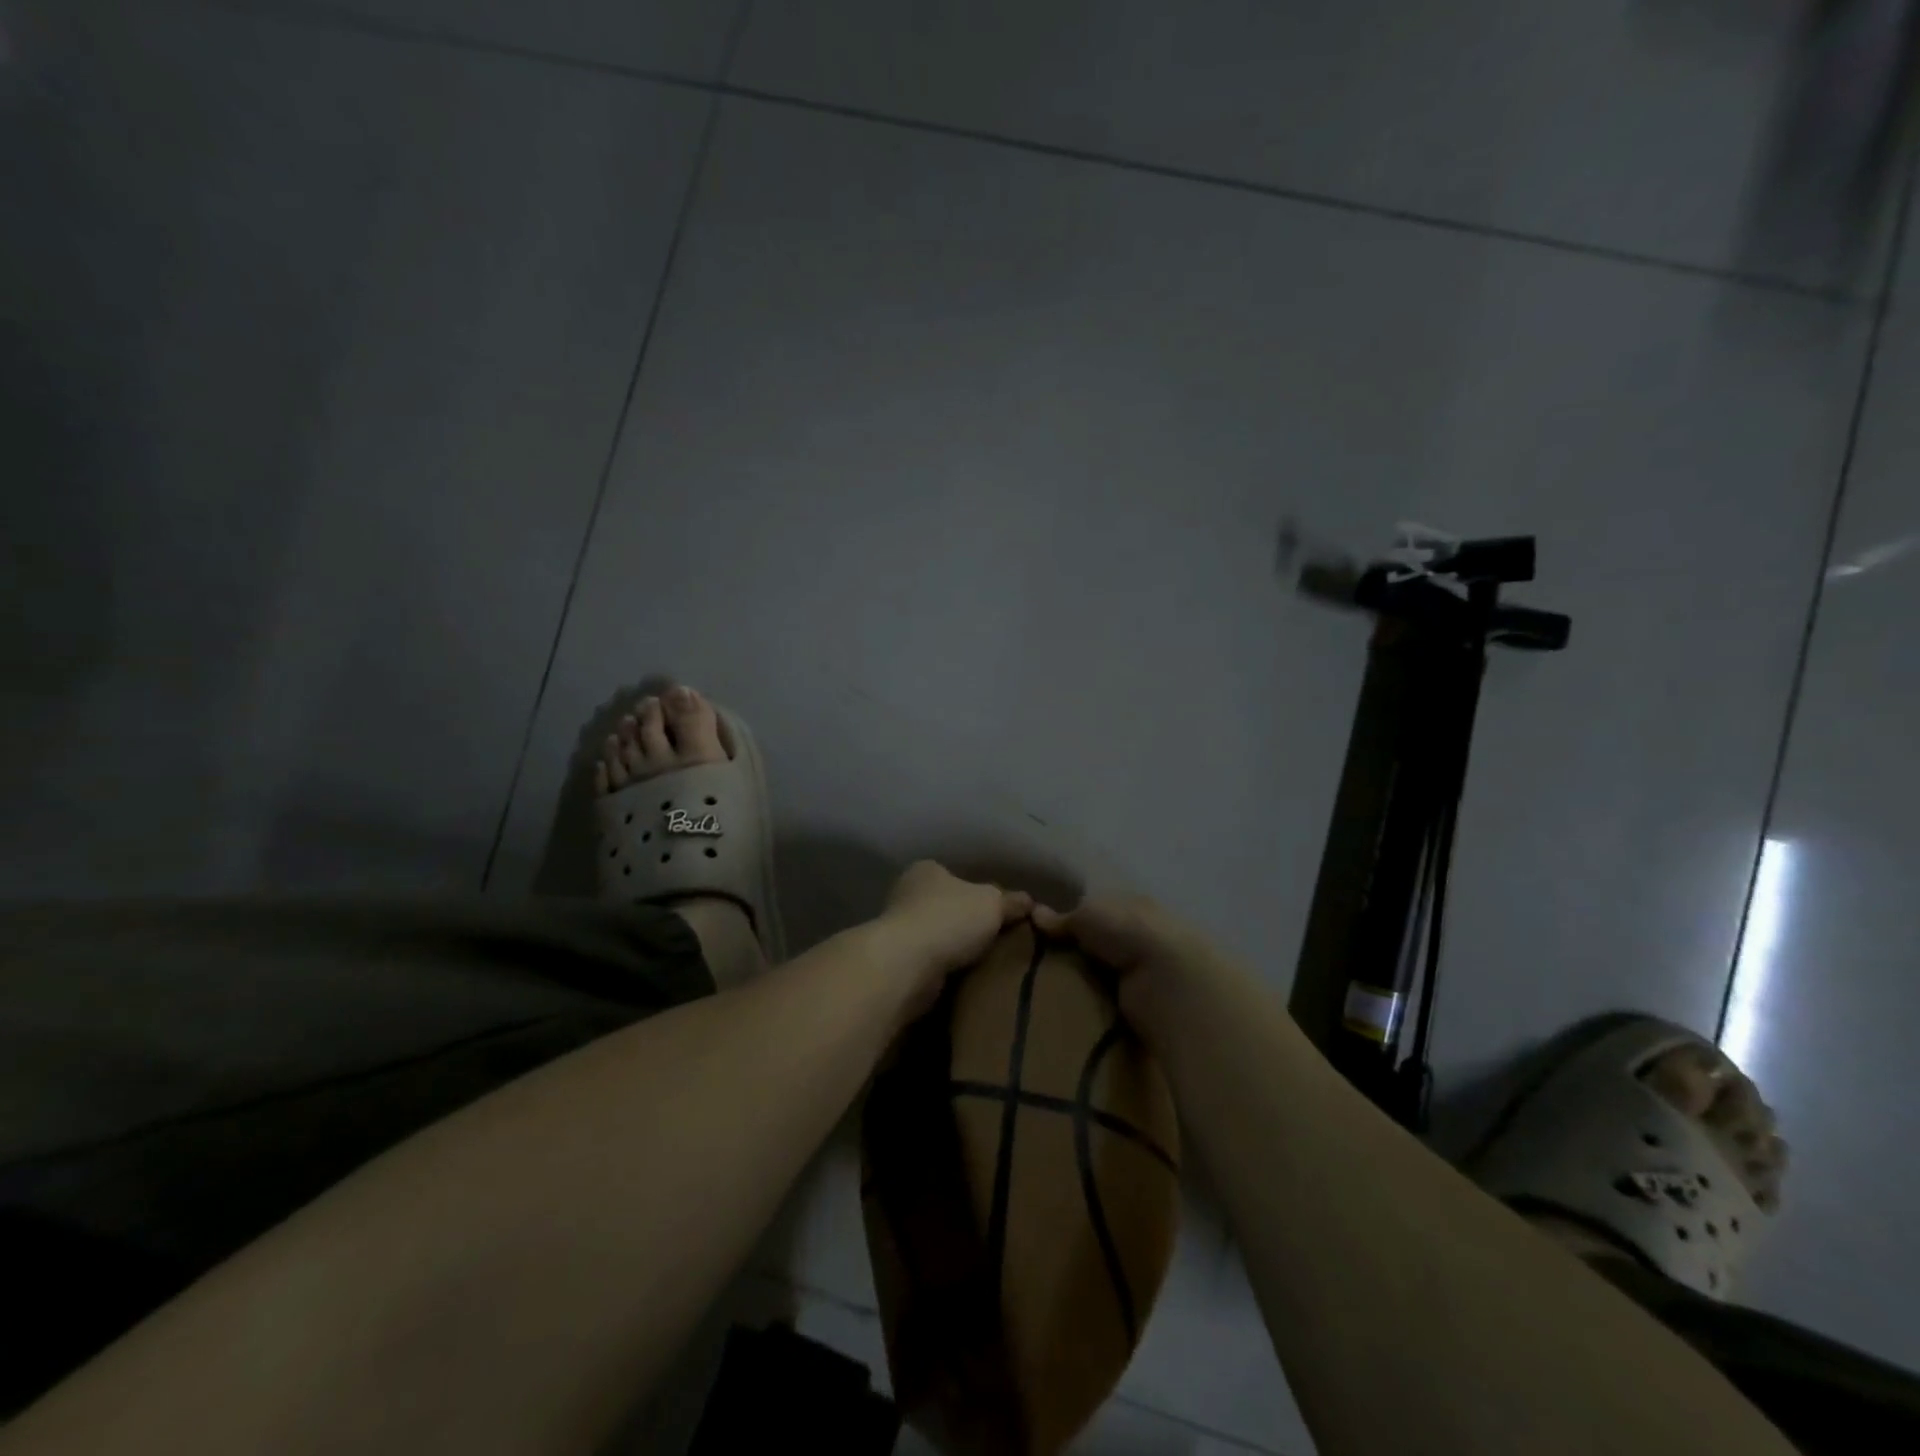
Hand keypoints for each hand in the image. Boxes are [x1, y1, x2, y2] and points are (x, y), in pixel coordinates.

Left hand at [875, 860, 1031, 1008]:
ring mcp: (898, 930)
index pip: (957, 877)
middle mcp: (906, 894)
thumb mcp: (992, 903)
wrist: (906, 965)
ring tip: (986, 963)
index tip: (1000, 913)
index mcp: (926, 871)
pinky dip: (944, 970)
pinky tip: (965, 979)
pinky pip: (930, 963)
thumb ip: (1010, 901)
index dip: (979, 893)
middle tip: (998, 940)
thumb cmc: (949, 919)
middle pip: (947, 907)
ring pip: (937, 937)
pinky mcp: (897, 962)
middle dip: (968, 923)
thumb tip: (1029, 901)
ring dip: (955, 949)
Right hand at [1033, 894, 1227, 1043]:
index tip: (1039, 935)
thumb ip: (1064, 918)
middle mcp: (1141, 940)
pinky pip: (1107, 1007)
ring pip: (1102, 978)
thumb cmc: (1129, 934)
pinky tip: (1064, 1016)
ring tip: (1041, 996)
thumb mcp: (1089, 915)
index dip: (1071, 922)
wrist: (1169, 982)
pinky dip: (1090, 1010)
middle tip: (1032, 969)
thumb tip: (1035, 913)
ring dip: (1080, 986)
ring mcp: (1144, 976)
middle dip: (1072, 957)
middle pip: (1099, 948)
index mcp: (1134, 909)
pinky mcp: (1142, 1009)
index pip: (1098, 913)